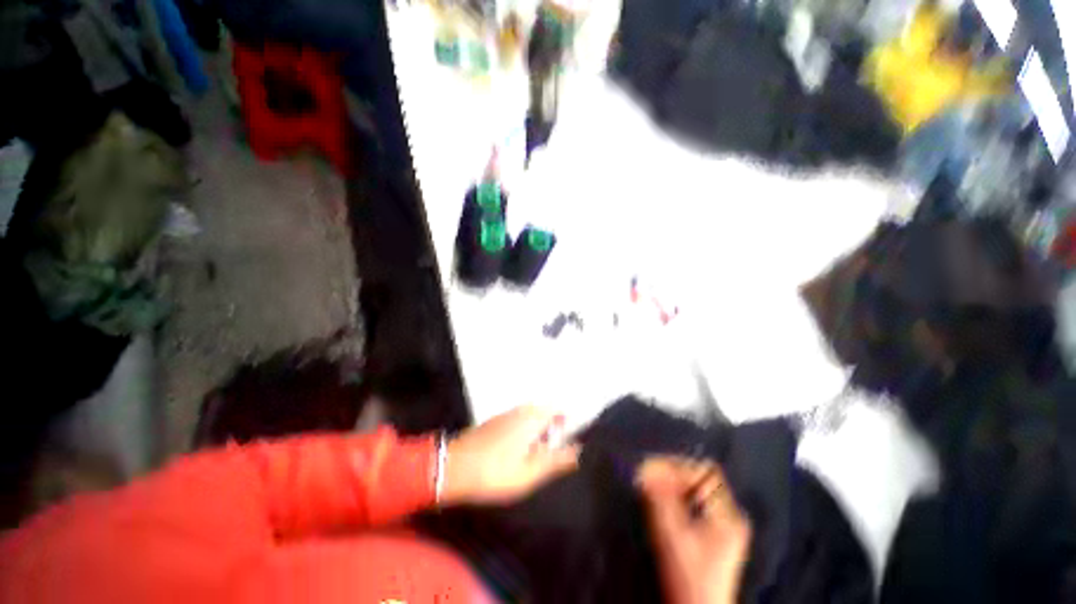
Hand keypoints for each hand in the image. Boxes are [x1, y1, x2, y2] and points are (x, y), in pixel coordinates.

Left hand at [441, 406, 579, 504]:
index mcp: (533, 417)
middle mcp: (522, 410)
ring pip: (532, 417)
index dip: (569, 423)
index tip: (572, 441)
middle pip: (547, 412)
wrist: (452, 467)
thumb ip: (556, 460)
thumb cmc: (494, 472)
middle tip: (554, 454)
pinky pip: (520, 421)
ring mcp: (507, 414)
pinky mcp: (496, 421)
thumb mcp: (529, 473)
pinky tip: (519, 453)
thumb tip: (579, 450)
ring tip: (538, 457)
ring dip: (540, 432)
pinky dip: (526, 433)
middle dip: (554, 429)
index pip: (560, 410)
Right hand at [637, 457, 751, 603]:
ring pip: (696, 488)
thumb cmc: (688, 578)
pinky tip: (662, 503)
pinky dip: (677, 496)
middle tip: (647, 478)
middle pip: (701, 477)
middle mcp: (731, 514)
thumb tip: (645, 466)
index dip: (677, 466)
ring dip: (672, 484)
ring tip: (651, 488)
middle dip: (672, 474)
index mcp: (727, 514)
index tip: (653, 470)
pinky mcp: (716, 532)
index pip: (705, 471)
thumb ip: (660, 499)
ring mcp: (725, 523)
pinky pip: (695, 500)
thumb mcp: (672, 536)